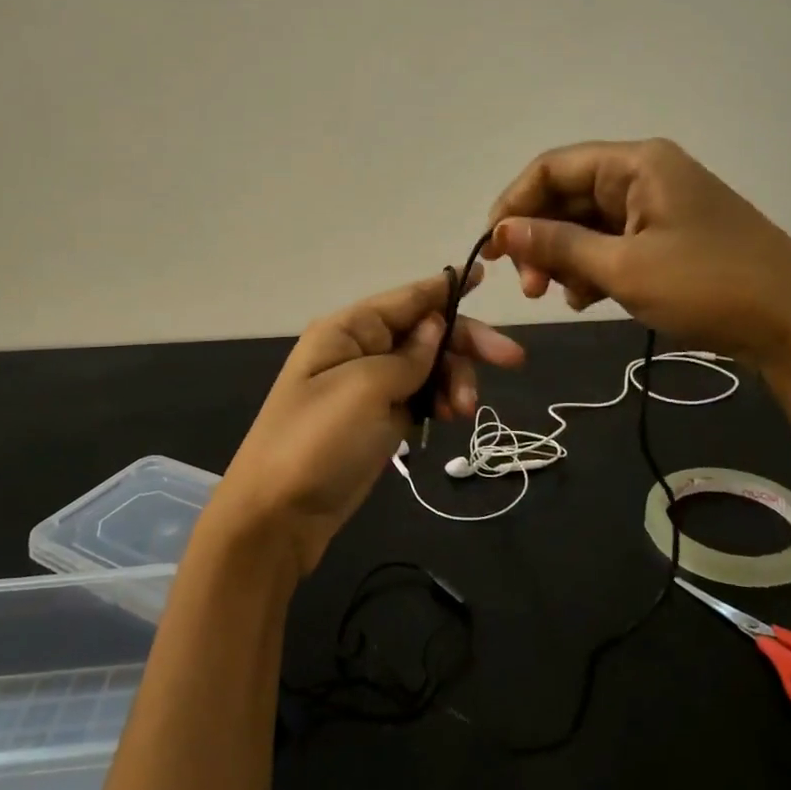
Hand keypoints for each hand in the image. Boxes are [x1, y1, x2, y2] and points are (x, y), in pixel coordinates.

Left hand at [216, 270, 524, 572]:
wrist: (278, 515)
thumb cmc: (317, 441)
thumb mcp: (365, 388)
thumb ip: (408, 356)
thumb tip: (434, 327)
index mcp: (348, 330)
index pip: (407, 298)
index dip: (446, 287)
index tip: (486, 275)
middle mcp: (359, 350)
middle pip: (424, 333)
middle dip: (466, 344)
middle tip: (513, 360)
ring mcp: (368, 388)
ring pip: (428, 368)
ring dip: (454, 381)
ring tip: (466, 412)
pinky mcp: (377, 421)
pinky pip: (419, 398)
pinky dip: (440, 403)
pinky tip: (453, 417)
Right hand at [485, 138, 790, 374]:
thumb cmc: (708, 286)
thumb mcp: (623, 268)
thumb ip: (557, 245)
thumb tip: (501, 231)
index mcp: (637, 164)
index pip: (552, 167)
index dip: (514, 203)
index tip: (492, 248)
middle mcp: (646, 175)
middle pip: (569, 196)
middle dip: (540, 239)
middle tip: (528, 288)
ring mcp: (660, 208)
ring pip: (588, 224)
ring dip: (564, 258)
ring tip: (558, 298)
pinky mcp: (670, 239)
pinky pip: (613, 244)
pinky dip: (592, 268)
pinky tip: (585, 299)